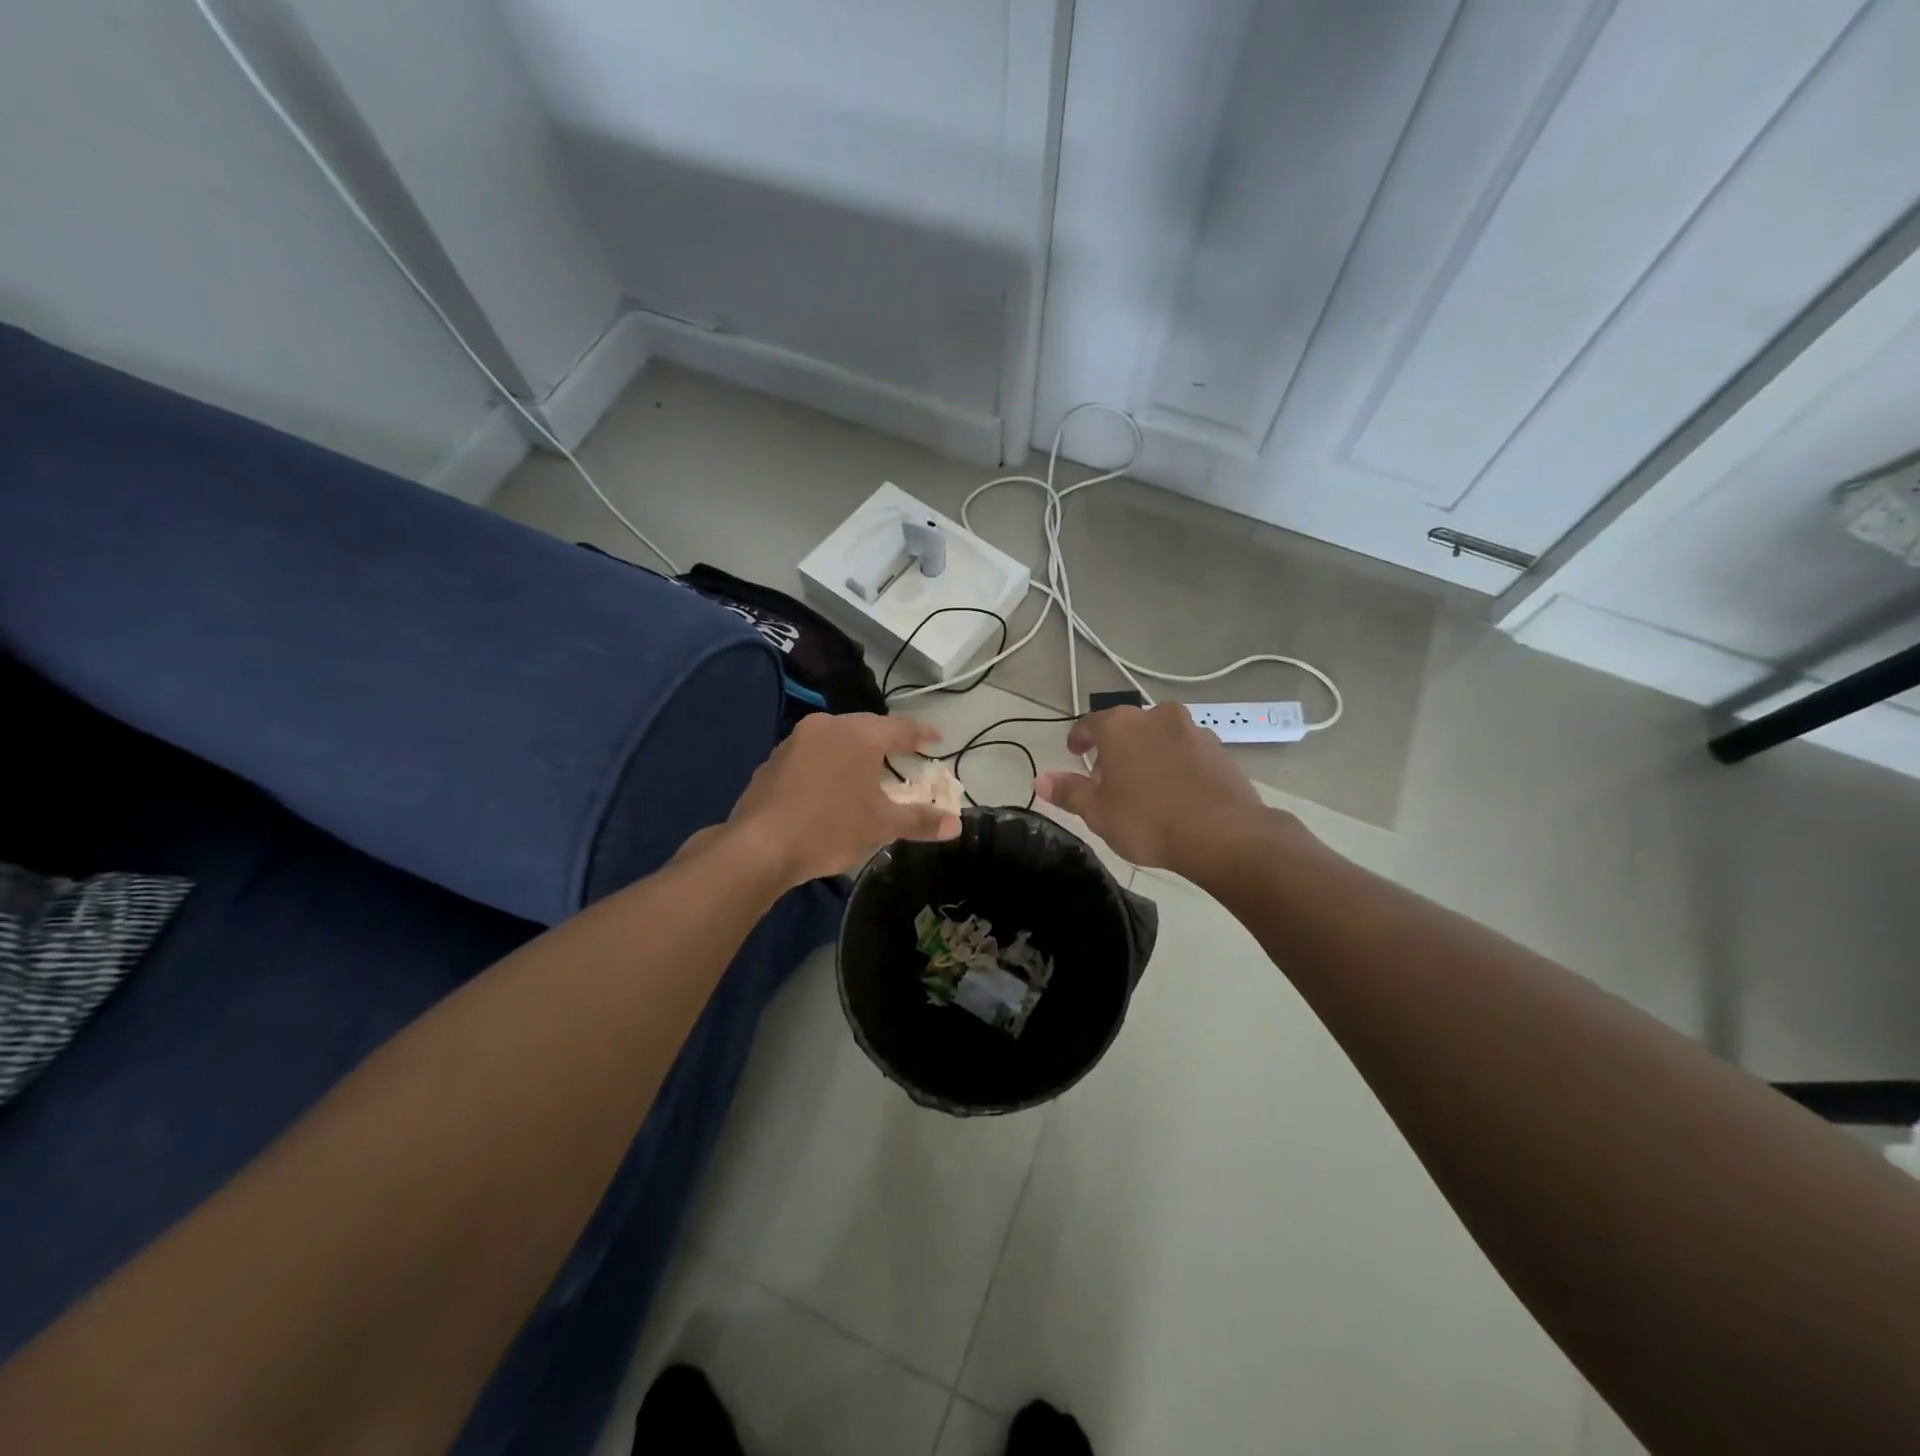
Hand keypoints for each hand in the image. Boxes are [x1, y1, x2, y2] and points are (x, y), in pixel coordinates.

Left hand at [724, 713, 962, 885]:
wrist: (759, 846)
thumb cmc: (829, 828)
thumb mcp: (881, 825)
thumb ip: (920, 820)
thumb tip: (956, 825)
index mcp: (858, 735)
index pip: (900, 728)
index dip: (921, 734)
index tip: (936, 738)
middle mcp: (826, 727)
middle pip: (865, 728)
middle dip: (886, 741)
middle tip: (903, 754)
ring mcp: (794, 741)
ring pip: (835, 740)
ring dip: (854, 753)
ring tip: (867, 772)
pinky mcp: (772, 761)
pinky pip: (811, 755)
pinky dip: (828, 765)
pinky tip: (829, 788)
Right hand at [1034, 703, 1274, 878]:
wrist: (1224, 834)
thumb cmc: (1148, 821)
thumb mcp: (1098, 812)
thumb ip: (1068, 792)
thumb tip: (1039, 779)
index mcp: (1121, 725)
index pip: (1089, 723)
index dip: (1079, 740)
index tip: (1075, 754)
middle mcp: (1156, 716)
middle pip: (1126, 727)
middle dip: (1114, 749)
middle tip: (1108, 780)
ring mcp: (1192, 729)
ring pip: (1158, 736)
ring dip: (1147, 753)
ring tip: (1145, 787)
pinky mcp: (1219, 748)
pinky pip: (1186, 750)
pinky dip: (1175, 763)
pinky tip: (1176, 792)